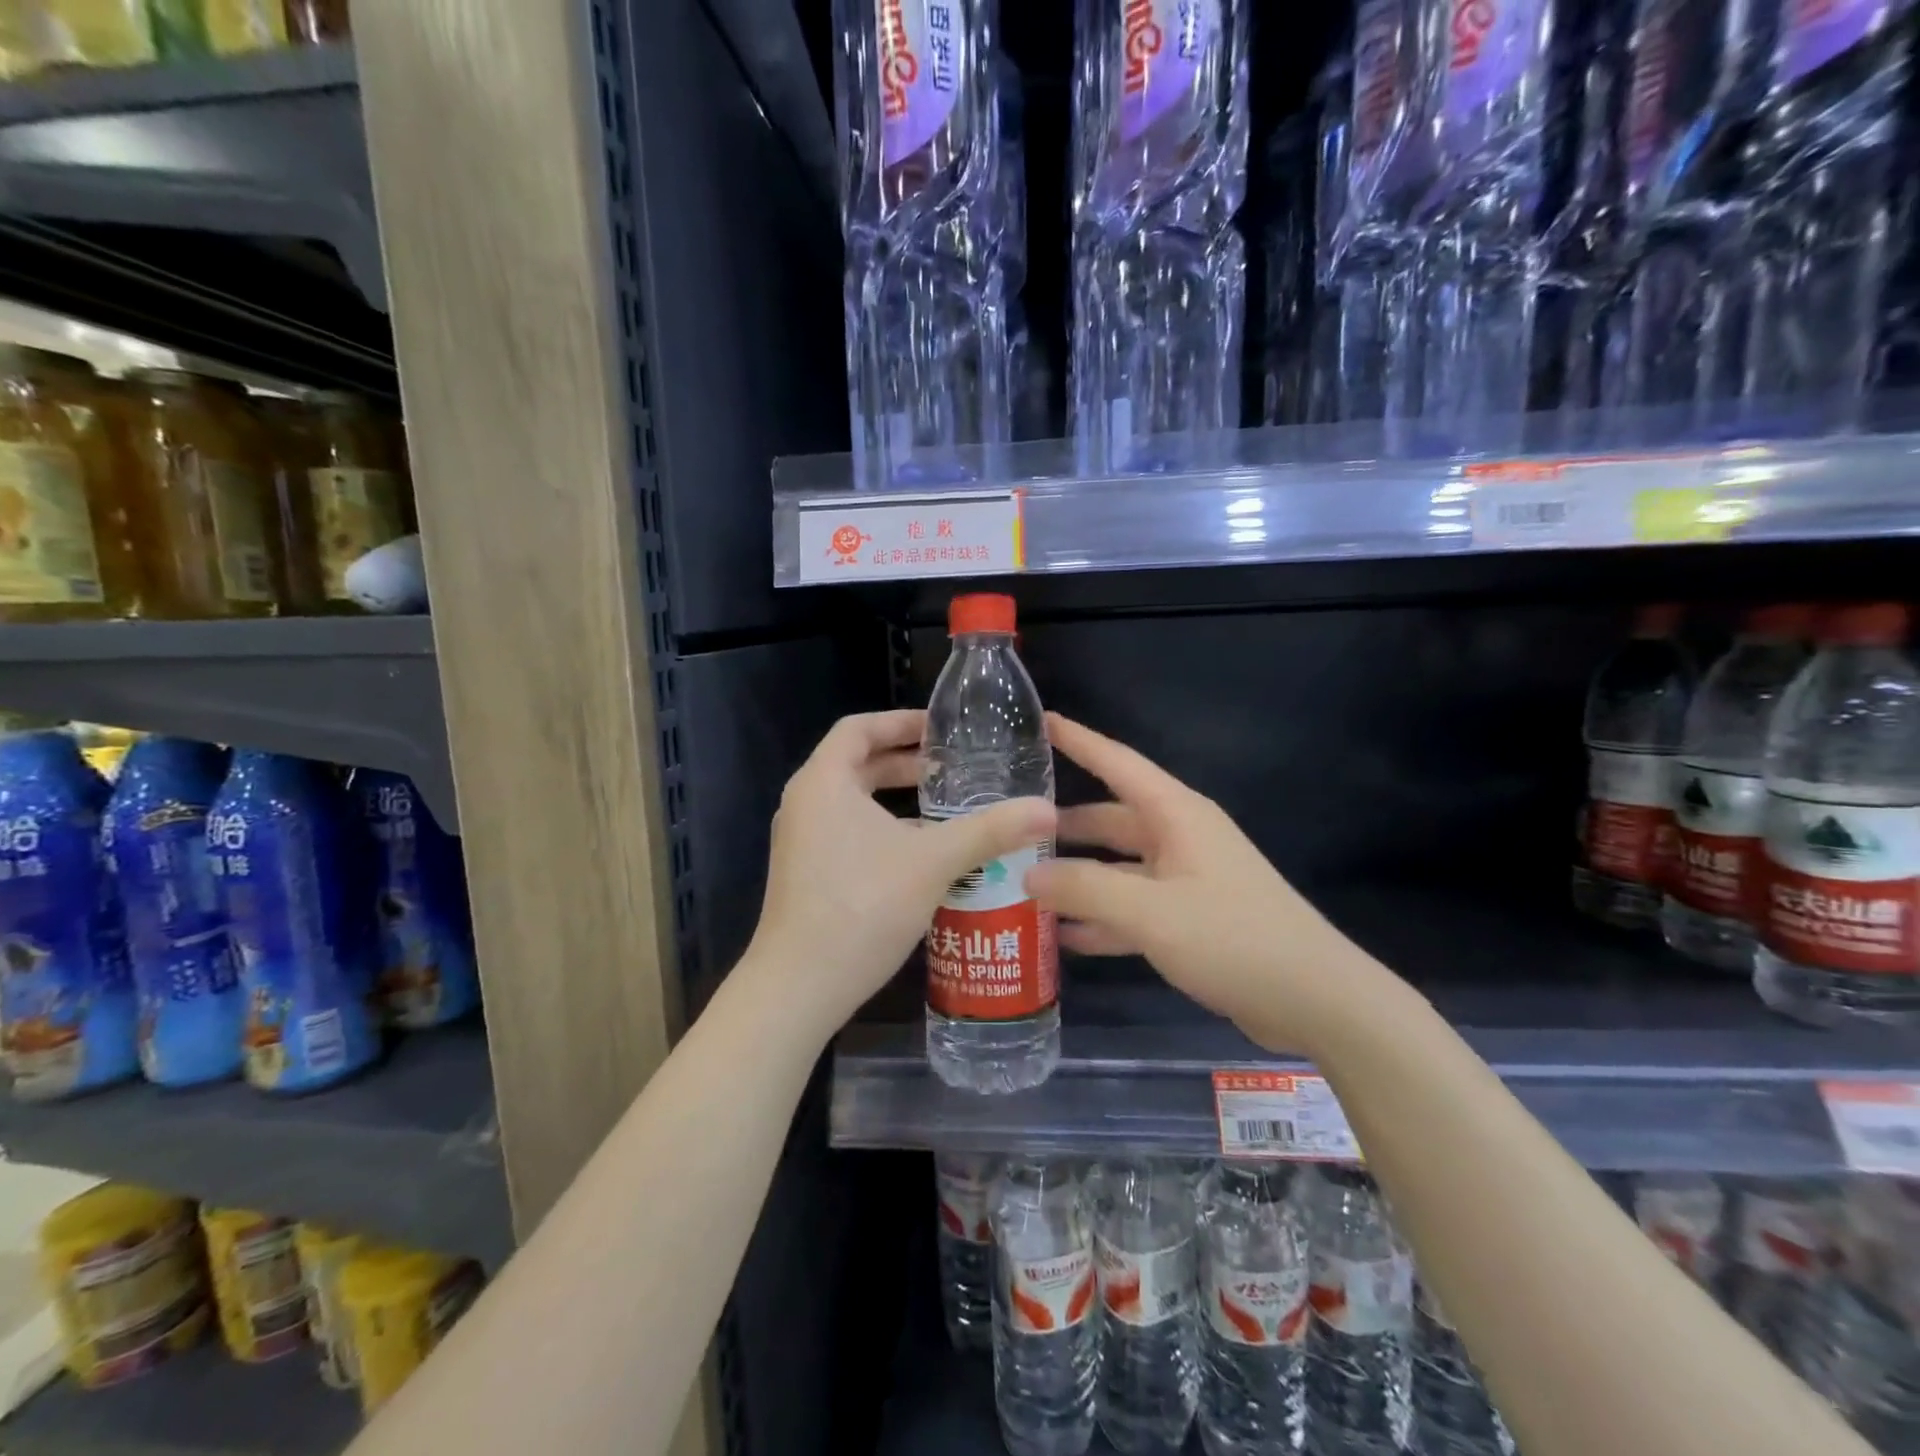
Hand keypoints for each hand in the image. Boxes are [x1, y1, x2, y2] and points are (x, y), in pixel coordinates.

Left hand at [744, 710, 1055, 1038]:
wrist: (798, 987)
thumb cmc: (862, 905)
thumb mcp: (933, 861)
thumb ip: (990, 830)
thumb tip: (1047, 810)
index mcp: (823, 782)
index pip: (859, 728)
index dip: (900, 722)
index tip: (940, 728)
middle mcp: (805, 803)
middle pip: (857, 764)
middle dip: (905, 764)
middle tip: (954, 768)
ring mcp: (801, 841)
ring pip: (854, 803)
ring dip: (898, 801)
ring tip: (947, 808)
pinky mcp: (806, 874)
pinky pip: (848, 832)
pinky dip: (885, 830)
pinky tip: (924, 855)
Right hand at [1027, 712, 1383, 1056]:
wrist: (1313, 1000)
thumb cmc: (1232, 938)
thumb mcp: (1149, 912)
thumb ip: (1084, 889)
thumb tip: (1028, 873)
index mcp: (1176, 815)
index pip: (1117, 763)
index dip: (1078, 740)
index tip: (1041, 720)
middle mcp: (1180, 837)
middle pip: (1111, 819)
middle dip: (1063, 826)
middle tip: (1012, 829)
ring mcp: (1186, 879)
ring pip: (1118, 867)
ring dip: (1078, 877)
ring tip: (1024, 884)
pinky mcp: (1191, 918)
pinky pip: (1133, 906)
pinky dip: (1102, 917)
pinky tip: (1064, 936)